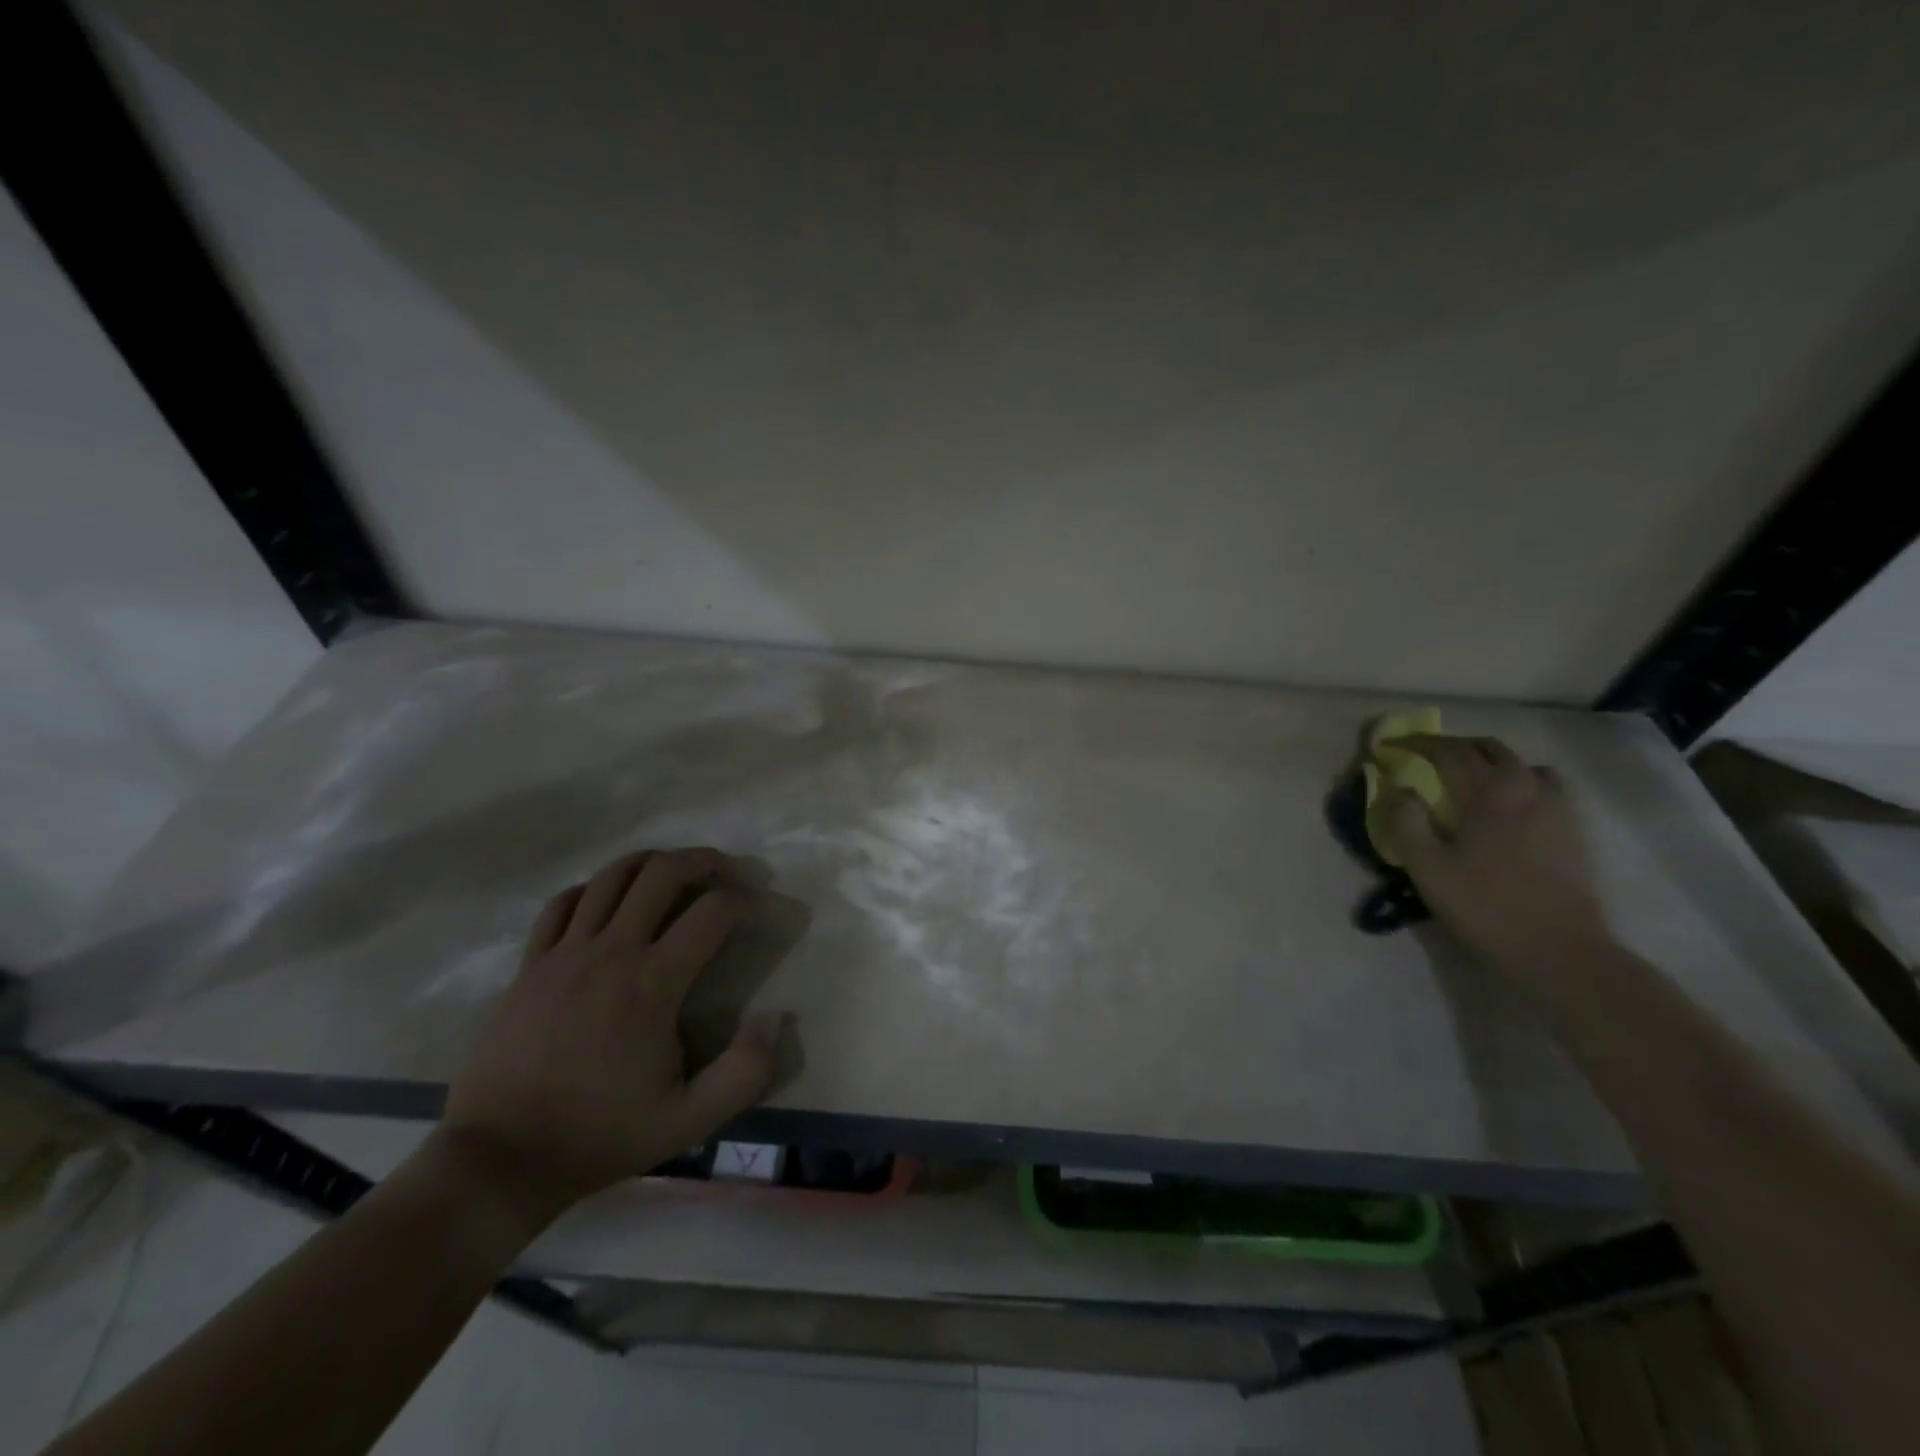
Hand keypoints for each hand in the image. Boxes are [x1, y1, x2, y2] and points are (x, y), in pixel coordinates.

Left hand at [430, 848, 786, 1239]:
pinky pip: (563, 903)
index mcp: (653, 984)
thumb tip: (777, 1016)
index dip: (745, 901)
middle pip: (662, 873)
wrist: (499, 1161)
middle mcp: (610, 953)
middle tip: (725, 870)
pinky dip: (594, 889)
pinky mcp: (529, 965)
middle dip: (703, 860)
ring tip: (673, 871)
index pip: (712, 913)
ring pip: (611, 877)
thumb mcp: (690, 1121)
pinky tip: (607, 901)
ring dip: (651, 862)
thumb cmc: (600, 1136)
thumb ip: (746, 1070)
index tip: (759, 911)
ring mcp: (563, 954)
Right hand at [1377, 735, 1614, 978]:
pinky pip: (1546, 787)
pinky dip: (1522, 781)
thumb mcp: (1426, 867)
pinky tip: (1510, 806)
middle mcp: (1526, 788)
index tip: (1390, 745)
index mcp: (1489, 792)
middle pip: (1489, 748)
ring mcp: (1556, 808)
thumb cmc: (1484, 905)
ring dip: (1491, 761)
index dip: (1416, 743)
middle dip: (1454, 746)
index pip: (1449, 751)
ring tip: (1471, 778)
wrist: (1559, 950)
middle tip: (1426, 758)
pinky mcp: (1573, 830)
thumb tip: (1401, 789)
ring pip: (1522, 764)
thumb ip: (1406, 821)